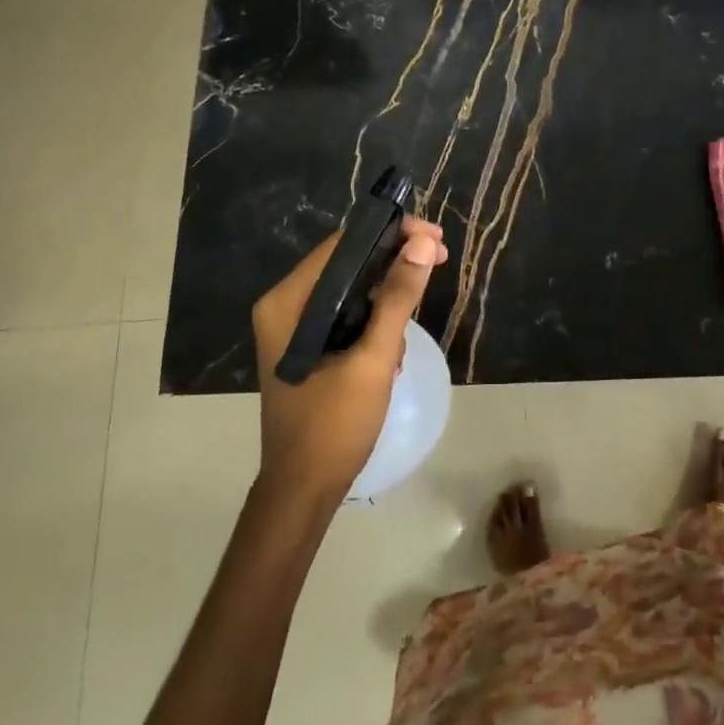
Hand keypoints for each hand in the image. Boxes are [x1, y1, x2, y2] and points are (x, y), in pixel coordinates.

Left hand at [252, 217, 447, 506]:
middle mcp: (285, 305)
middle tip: (438, 260)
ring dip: (387, 299)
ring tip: (410, 325)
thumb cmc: (334, 425)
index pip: (343, 245)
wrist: (303, 491)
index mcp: (287, 301)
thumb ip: (397, 298)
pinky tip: (392, 351)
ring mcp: (294, 327)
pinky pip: (347, 315)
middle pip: (347, 263)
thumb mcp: (372, 358)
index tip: (433, 238)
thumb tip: (422, 244)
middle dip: (394, 263)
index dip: (390, 233)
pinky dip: (374, 322)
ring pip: (351, 289)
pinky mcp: (308, 346)